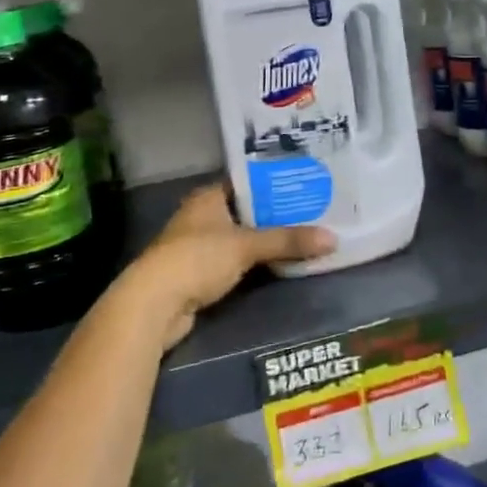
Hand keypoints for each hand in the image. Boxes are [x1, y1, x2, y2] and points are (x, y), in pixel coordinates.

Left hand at [118, 185, 335, 351]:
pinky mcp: (198, 274)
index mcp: (208, 197)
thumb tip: (333, 238)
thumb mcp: (246, 246)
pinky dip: (254, 262)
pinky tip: (279, 264)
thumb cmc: (197, 259)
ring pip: (240, 238)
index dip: (274, 183)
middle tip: (313, 212)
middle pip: (246, 211)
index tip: (304, 184)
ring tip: (303, 236)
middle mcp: (201, 216)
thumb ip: (288, 241)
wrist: (153, 305)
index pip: (247, 181)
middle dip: (276, 214)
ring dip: (265, 241)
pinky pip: (234, 261)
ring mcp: (197, 246)